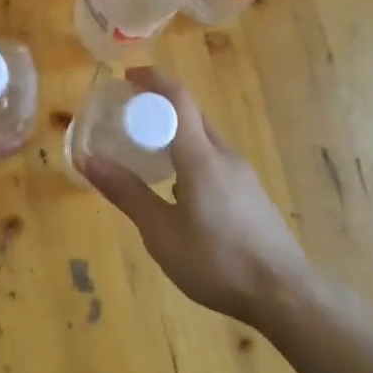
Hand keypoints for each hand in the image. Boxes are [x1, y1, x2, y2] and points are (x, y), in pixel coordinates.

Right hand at [82, 67, 311, 325]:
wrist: (285, 294)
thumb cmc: (216, 261)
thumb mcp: (160, 232)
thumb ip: (126, 192)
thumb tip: (87, 159)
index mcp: (201, 156)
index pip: (178, 97)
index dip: (153, 79)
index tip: (127, 77)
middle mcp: (224, 155)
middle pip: (192, 114)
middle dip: (159, 107)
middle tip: (127, 118)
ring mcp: (243, 174)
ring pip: (204, 139)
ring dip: (175, 134)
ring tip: (146, 153)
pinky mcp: (251, 194)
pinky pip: (215, 160)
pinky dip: (190, 156)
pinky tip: (177, 190)